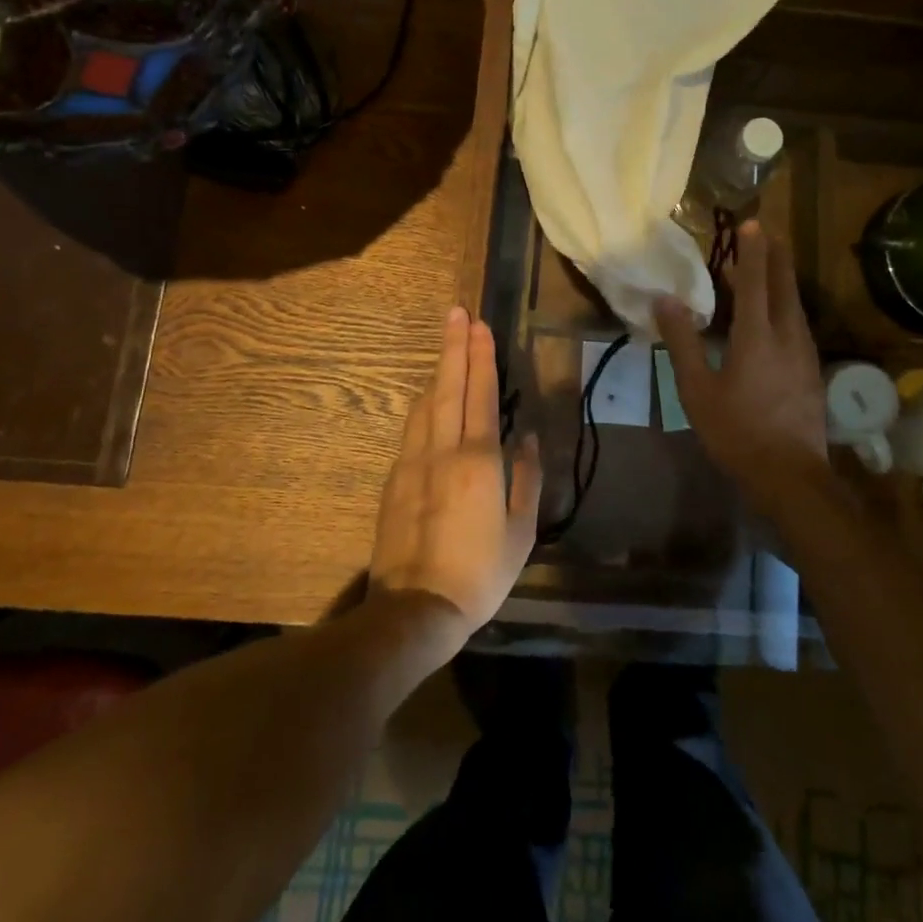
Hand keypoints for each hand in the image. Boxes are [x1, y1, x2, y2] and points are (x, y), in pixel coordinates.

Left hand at [369, 306, 542, 645]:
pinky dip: (425, 402)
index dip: (481, 357)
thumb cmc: (480, 572)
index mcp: (478, 460)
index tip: (480, 324)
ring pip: (426, 403)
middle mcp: (442, 451)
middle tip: (457, 312)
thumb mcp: (520, 531)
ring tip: (448, 344)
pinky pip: (413, 427)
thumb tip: (527, 437)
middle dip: (454, 347)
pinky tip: (430, 396)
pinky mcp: (395, 479)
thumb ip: (526, 477)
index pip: (479, 395)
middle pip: (448, 387)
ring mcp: (413, 462)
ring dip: (438, 370)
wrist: (415, 608)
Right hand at [655, 221, 828, 519]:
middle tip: (768, 233)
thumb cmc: (737, 431)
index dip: (752, 250)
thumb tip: (665, 300)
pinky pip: (797, 325)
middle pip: (783, 286)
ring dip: (781, 281)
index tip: (751, 222)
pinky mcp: (812, 371)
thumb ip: (682, 341)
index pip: (754, 281)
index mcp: (757, 336)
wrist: (790, 476)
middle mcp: (787, 336)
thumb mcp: (697, 389)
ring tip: (767, 269)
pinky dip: (784, 307)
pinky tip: (775, 317)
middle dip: (776, 256)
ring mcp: (805, 354)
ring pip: (794, 305)